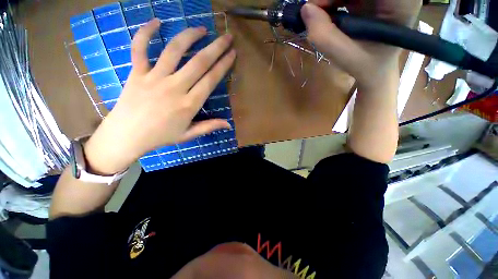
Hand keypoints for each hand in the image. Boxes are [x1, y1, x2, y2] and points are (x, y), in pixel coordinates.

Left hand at [84, 19, 235, 174]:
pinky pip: (139, 48)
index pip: (211, 80)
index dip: (223, 65)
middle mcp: (175, 87)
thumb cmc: (160, 136)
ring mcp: (154, 78)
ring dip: (190, 36)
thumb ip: (209, 127)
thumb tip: (228, 125)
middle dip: (216, 48)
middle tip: (227, 37)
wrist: (127, 136)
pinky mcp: (136, 73)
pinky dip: (145, 32)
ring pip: (174, 50)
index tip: (232, 54)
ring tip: (202, 29)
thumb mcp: (188, 135)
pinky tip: (156, 22)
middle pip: (199, 62)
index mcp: (189, 104)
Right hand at [301, 0, 421, 89]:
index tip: (318, 7)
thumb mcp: (346, 57)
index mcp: (401, 2)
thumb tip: (305, 10)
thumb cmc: (368, 66)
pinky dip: (332, 0)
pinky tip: (327, 14)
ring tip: (319, 16)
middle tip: (314, 12)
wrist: (376, 68)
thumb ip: (326, 37)